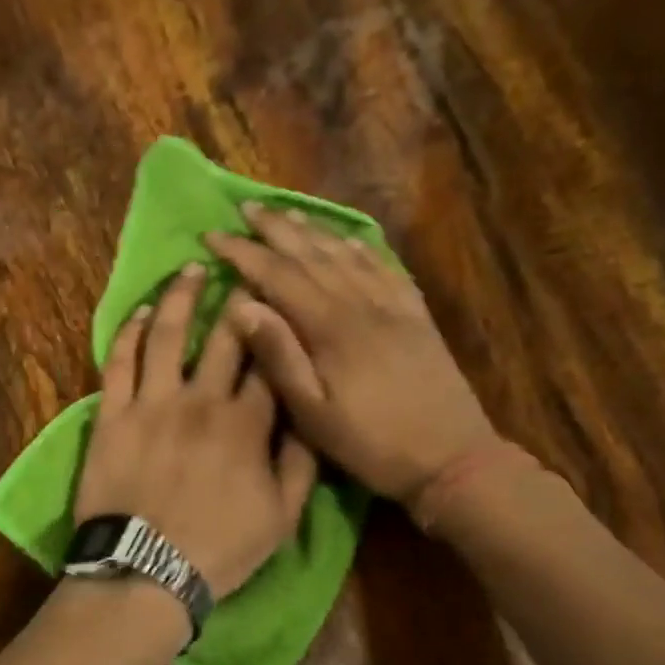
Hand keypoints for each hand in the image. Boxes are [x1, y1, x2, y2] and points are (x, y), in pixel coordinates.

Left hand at [74, 262, 319, 598]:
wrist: (146, 571)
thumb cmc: (219, 548)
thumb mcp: (282, 517)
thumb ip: (301, 463)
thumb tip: (309, 417)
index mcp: (247, 424)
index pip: (269, 362)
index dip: (278, 327)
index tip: (281, 300)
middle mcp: (201, 401)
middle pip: (225, 337)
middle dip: (237, 298)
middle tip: (241, 267)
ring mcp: (152, 404)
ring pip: (168, 335)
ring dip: (179, 297)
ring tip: (189, 269)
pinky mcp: (112, 415)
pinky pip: (119, 363)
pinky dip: (129, 333)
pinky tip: (139, 312)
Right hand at [204, 205, 503, 509]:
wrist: (453, 458)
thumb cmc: (372, 444)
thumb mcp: (313, 413)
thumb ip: (279, 356)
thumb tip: (240, 305)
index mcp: (330, 327)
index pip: (277, 275)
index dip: (242, 252)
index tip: (212, 234)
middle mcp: (361, 303)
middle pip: (311, 254)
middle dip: (275, 229)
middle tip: (245, 207)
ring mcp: (393, 305)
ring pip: (346, 254)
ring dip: (313, 231)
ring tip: (286, 214)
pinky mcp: (416, 316)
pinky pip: (384, 268)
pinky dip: (360, 248)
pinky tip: (348, 240)